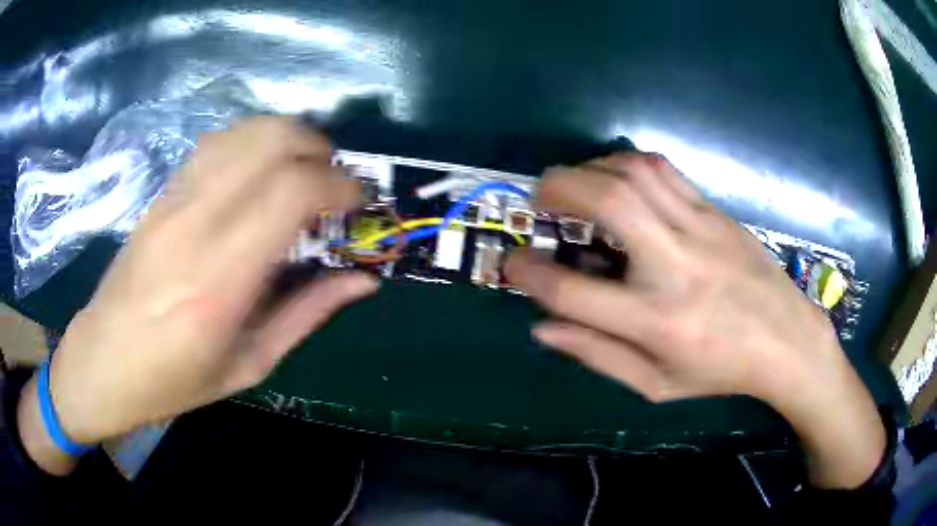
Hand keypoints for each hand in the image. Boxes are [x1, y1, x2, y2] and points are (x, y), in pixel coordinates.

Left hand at [20, 117, 377, 472]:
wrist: (104, 359)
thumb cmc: (175, 379)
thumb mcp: (250, 364)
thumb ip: (308, 313)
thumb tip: (364, 280)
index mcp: (220, 279)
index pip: (292, 191)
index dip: (339, 184)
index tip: (357, 202)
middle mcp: (195, 223)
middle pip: (271, 141)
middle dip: (319, 148)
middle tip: (333, 181)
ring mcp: (173, 200)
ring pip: (244, 131)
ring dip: (288, 138)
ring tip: (302, 170)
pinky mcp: (162, 193)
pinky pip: (217, 143)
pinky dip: (254, 143)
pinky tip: (260, 171)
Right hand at [505, 153, 884, 487]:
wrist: (787, 339)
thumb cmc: (721, 371)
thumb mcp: (656, 384)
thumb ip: (596, 355)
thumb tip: (542, 327)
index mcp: (657, 322)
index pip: (572, 291)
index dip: (528, 273)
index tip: (512, 264)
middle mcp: (675, 266)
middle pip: (607, 202)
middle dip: (557, 188)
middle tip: (539, 198)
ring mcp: (699, 230)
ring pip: (635, 172)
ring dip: (591, 168)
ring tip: (576, 185)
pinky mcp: (715, 212)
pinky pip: (664, 170)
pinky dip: (627, 164)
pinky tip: (619, 179)